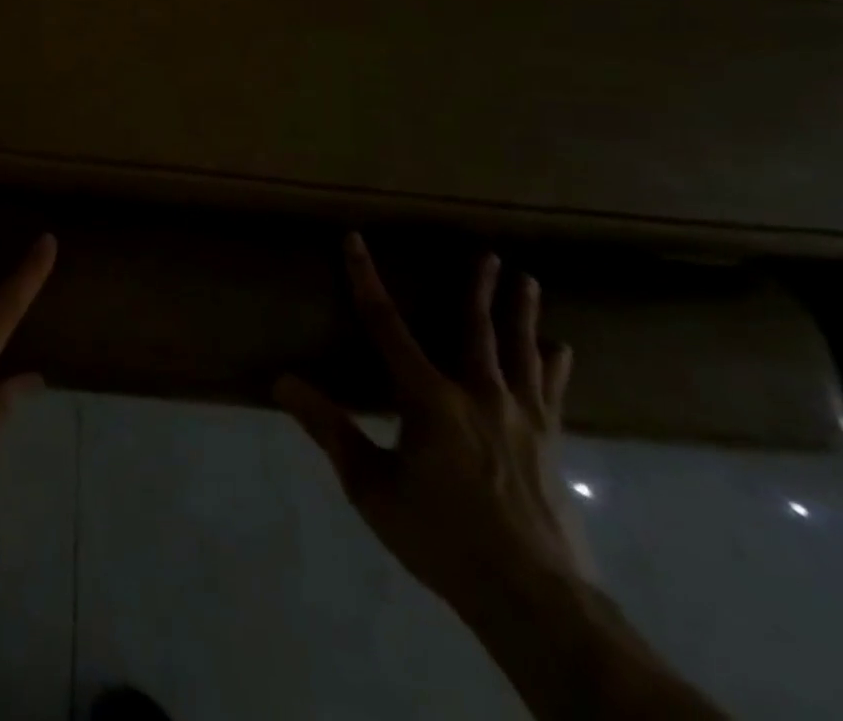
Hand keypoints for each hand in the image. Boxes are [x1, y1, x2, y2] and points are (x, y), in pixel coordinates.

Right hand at [273, 232, 589, 617]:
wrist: (536, 601)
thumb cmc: (442, 537)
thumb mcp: (371, 486)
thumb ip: (329, 428)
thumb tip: (282, 381)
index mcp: (429, 398)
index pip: (386, 325)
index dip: (365, 279)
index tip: (354, 240)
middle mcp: (478, 395)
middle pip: (475, 329)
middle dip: (478, 289)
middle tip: (489, 254)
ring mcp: (522, 419)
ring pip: (520, 352)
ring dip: (521, 314)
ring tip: (529, 281)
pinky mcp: (550, 445)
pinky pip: (551, 392)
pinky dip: (554, 366)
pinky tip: (561, 349)